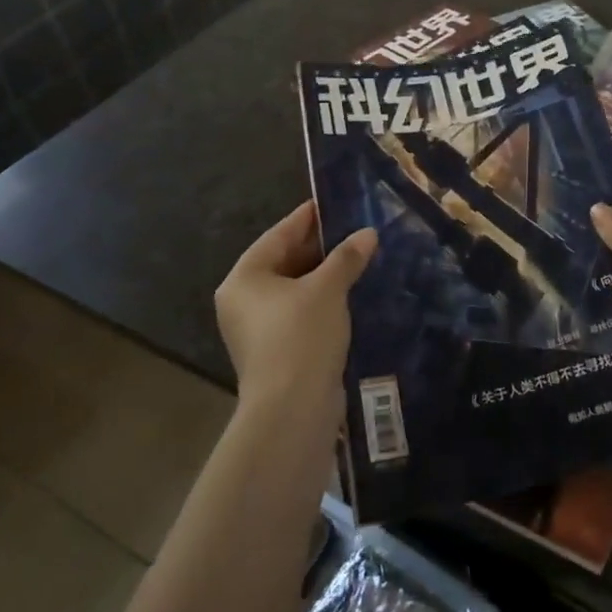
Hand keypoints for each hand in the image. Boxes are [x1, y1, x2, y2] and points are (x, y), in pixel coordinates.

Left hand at [215, 201, 376, 416]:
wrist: (292, 410)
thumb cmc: (301, 336)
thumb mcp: (327, 289)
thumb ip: (346, 257)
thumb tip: (368, 233)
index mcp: (244, 278)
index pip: (278, 235)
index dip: (307, 218)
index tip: (332, 202)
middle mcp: (243, 300)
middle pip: (284, 261)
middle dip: (319, 247)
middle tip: (353, 229)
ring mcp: (257, 328)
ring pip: (294, 289)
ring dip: (324, 275)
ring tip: (358, 257)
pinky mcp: (275, 350)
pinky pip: (299, 312)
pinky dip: (322, 300)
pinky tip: (350, 293)